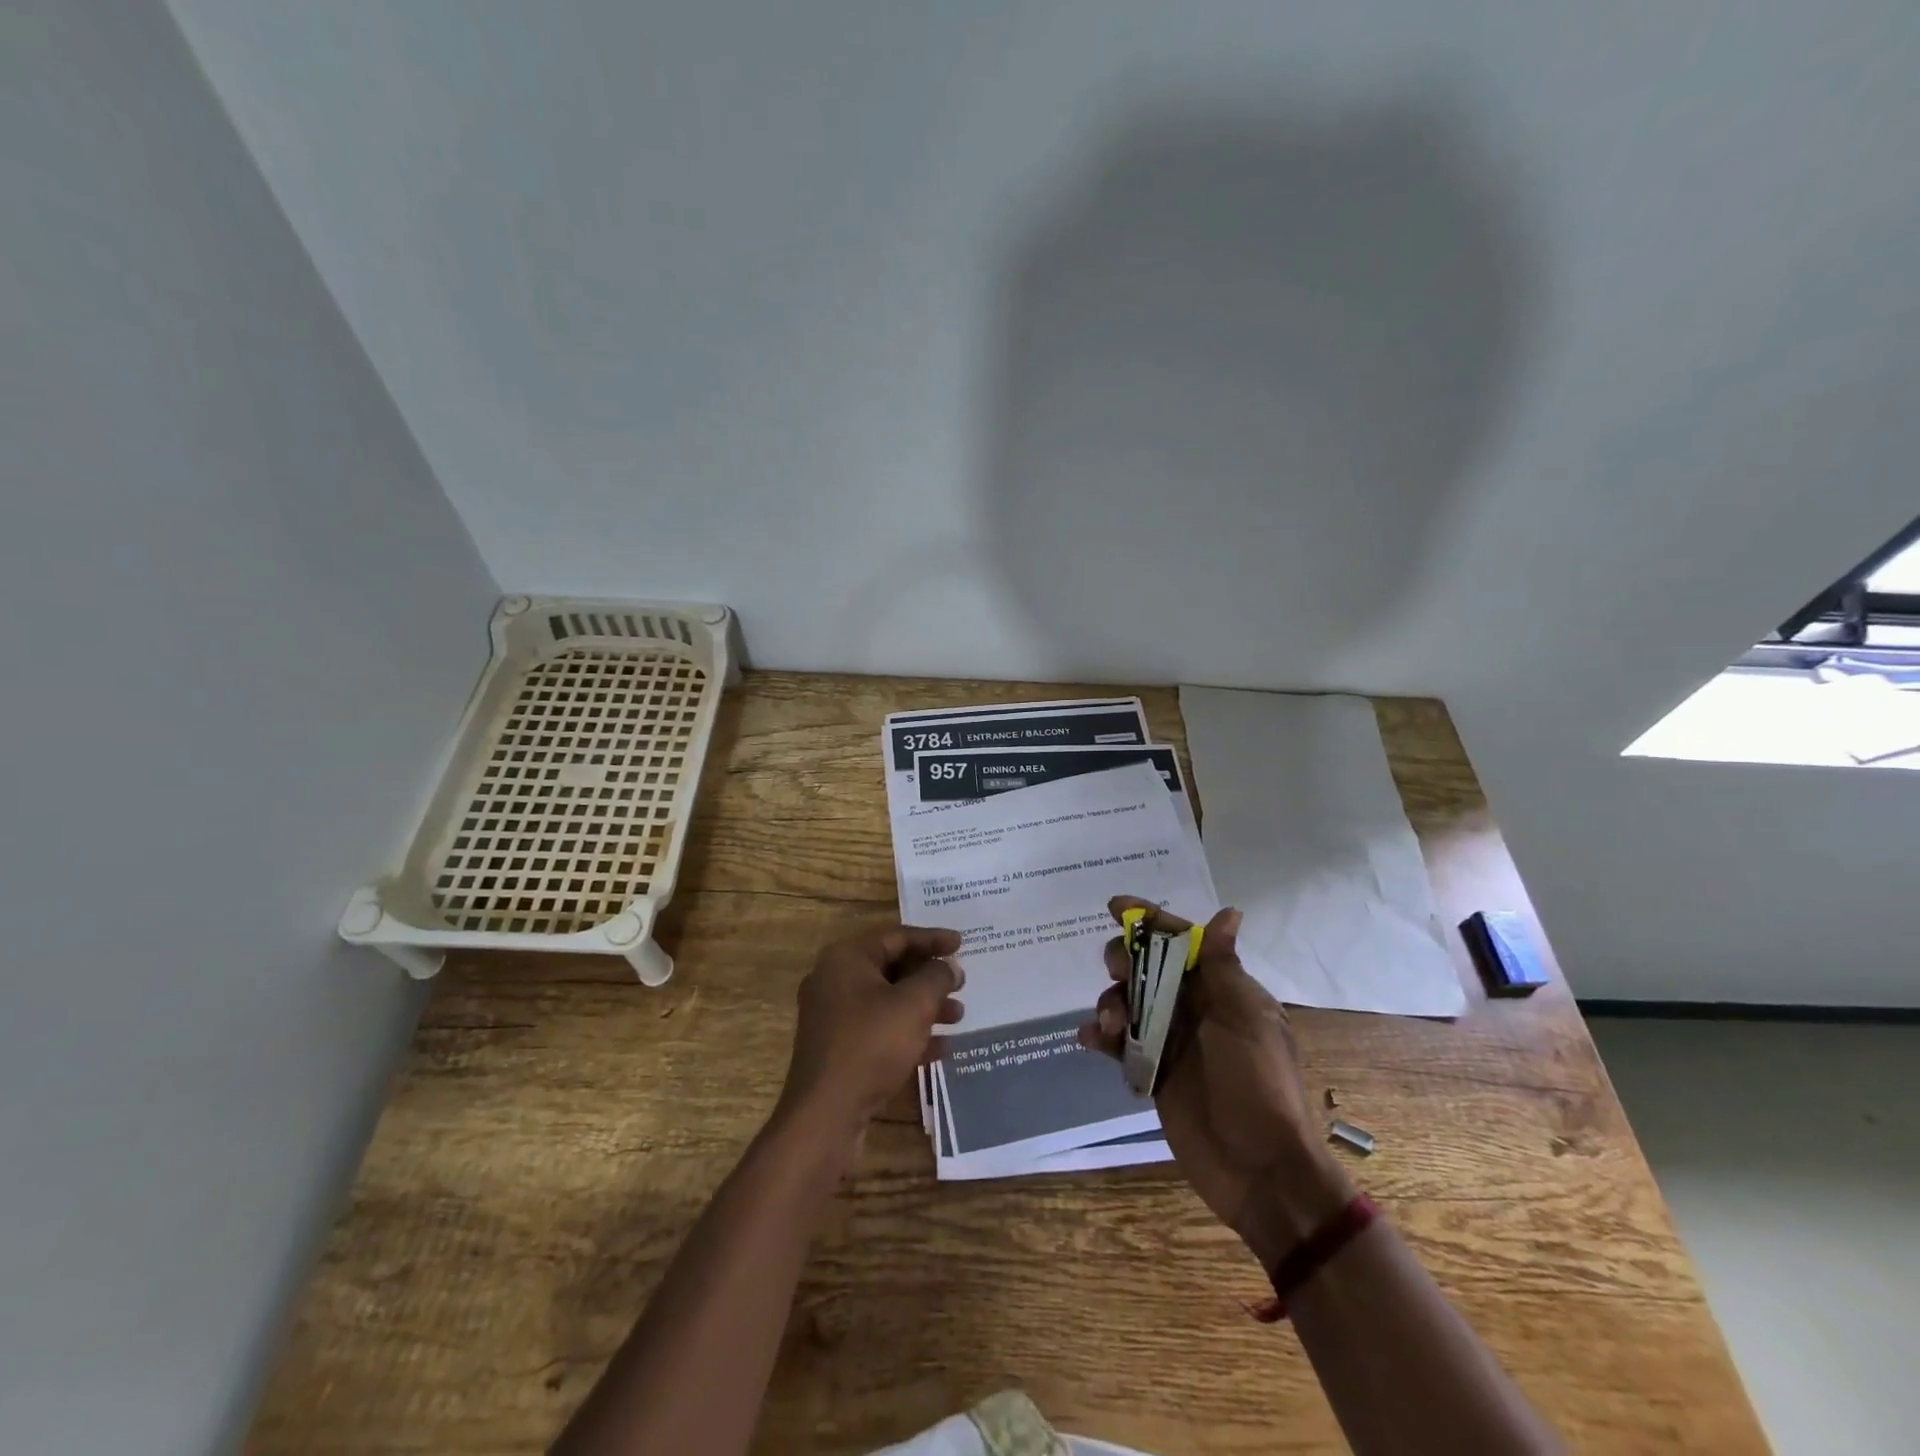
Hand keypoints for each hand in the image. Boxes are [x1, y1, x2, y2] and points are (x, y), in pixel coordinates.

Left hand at [774, 924, 963, 1157]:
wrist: (825, 1116)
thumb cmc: (871, 1046)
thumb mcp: (914, 1005)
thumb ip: (937, 977)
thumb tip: (948, 967)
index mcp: (846, 958)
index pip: (897, 936)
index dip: (933, 939)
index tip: (963, 944)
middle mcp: (834, 980)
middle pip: (891, 967)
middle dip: (930, 976)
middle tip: (961, 983)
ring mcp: (833, 1016)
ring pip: (887, 1000)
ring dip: (924, 1006)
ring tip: (958, 1016)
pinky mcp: (837, 1048)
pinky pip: (878, 1028)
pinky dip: (907, 1032)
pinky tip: (940, 1048)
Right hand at [1079, 897, 1353, 1266]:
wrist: (1259, 1170)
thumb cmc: (1256, 1084)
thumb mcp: (1244, 1019)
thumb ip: (1223, 967)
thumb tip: (1228, 913)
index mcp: (1221, 989)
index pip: (1183, 942)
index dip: (1150, 920)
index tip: (1114, 906)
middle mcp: (1194, 1007)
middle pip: (1147, 966)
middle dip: (1125, 961)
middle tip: (1119, 972)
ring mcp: (1171, 1039)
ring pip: (1127, 1000)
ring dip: (1111, 1001)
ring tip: (1111, 1025)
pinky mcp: (1152, 1070)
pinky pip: (1118, 1041)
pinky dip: (1101, 1034)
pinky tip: (1090, 1039)